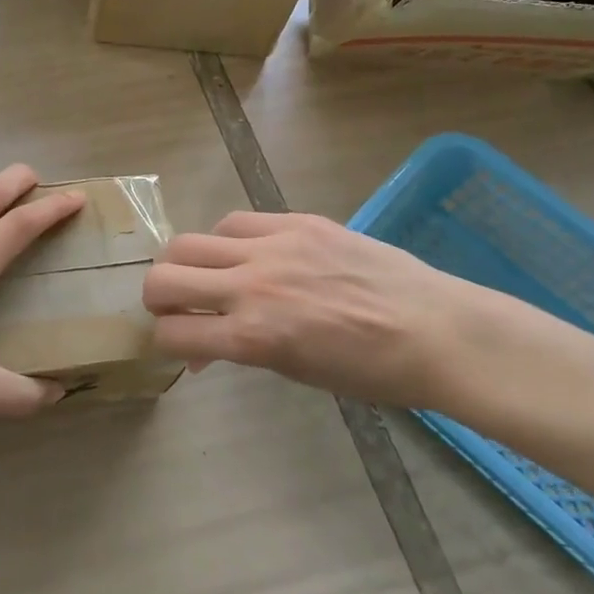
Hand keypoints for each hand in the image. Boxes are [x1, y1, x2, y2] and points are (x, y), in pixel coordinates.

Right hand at [141, 211, 524, 411]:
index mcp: (253, 338)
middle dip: (156, 297)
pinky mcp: (297, 221)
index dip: (163, 340)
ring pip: (189, 242)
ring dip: (184, 263)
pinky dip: (227, 240)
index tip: (175, 342)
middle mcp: (251, 287)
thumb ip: (241, 350)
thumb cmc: (371, 372)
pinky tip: (244, 252)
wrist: (436, 331)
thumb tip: (204, 346)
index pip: (171, 333)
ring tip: (205, 274)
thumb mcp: (295, 372)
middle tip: (174, 306)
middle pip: (164, 278)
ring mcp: (273, 248)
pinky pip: (236, 221)